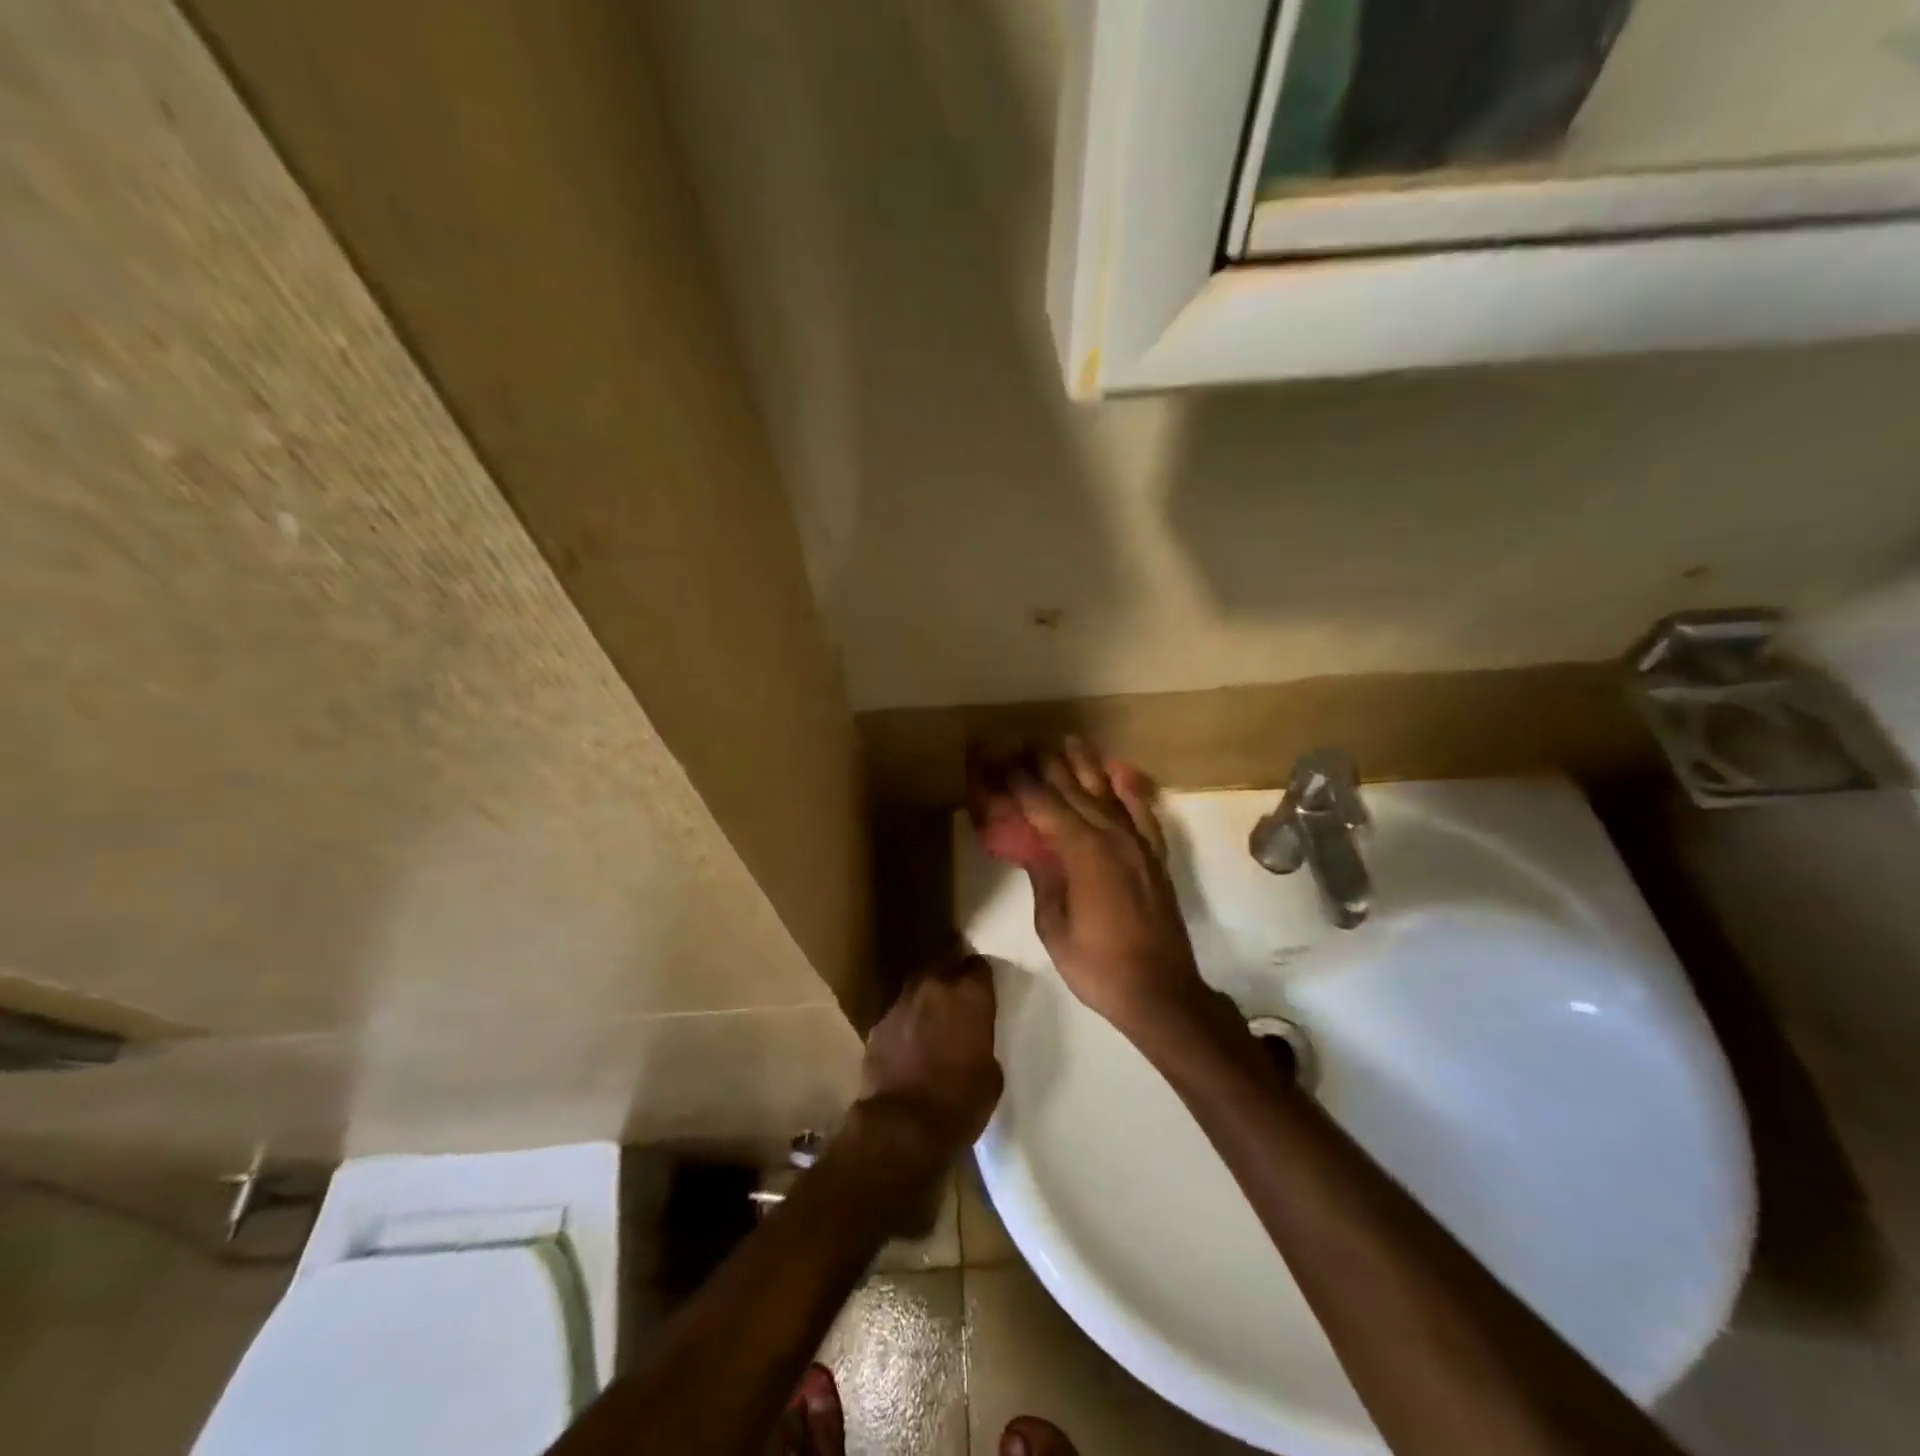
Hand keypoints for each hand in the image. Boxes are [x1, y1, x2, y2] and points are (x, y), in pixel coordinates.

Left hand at [856, 953, 1003, 1167]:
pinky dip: (905, 1024)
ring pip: (918, 989)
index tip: (983, 992)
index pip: (979, 966)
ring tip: (932, 1024)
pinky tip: (908, 1046)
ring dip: (926, 1001)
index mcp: (969, 995)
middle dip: (952, 981)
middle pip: (945, 968)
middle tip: (958, 1004)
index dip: (981, 979)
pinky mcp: (877, 1025)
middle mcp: (934, 987)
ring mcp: (901, 1003)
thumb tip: (972, 1038)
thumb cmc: (959, 1102)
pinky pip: (898, 1015)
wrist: (902, 1126)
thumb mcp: (991, 1074)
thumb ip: (982, 1041)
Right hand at [1012, 739, 1208, 1034]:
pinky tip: (1120, 770)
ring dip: (1086, 764)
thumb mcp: (1053, 926)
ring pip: (1108, 792)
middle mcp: (1112, 836)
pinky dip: (1130, 788)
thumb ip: (1044, 879)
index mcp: (1082, 852)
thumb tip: (1034, 849)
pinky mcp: (1154, 856)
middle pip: (1075, 790)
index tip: (998, 760)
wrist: (1160, 991)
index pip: (1043, 805)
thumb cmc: (1097, 965)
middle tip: (1023, 743)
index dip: (1018, 781)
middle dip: (1047, 765)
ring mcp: (1137, 844)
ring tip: (1068, 740)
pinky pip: (1142, 811)